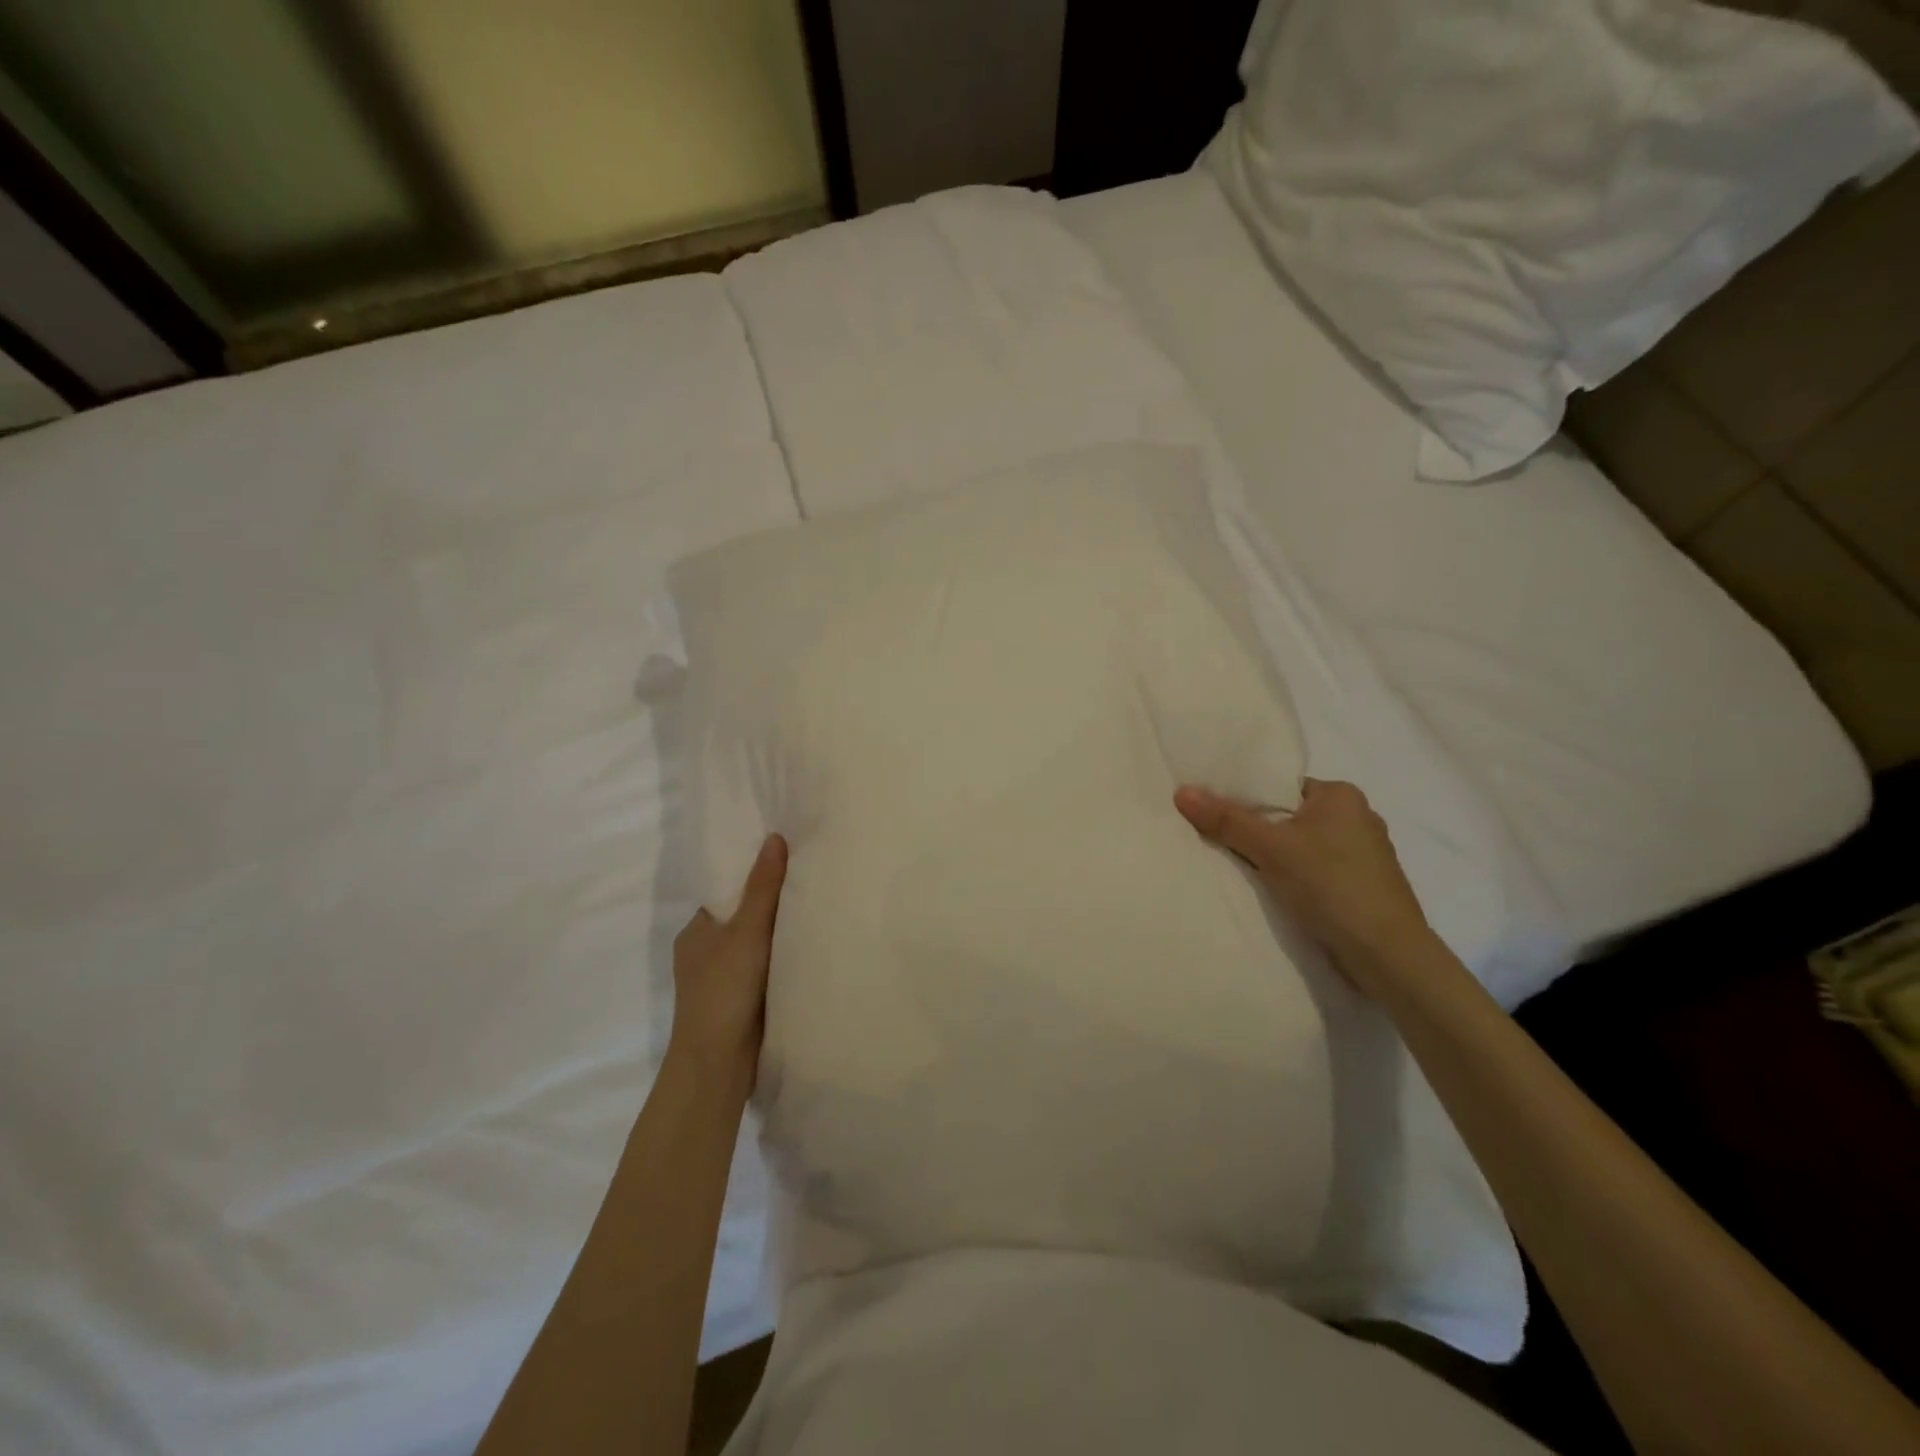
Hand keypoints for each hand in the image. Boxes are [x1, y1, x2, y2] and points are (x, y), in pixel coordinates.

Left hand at [668, 834, 787, 1089]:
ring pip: (755, 945)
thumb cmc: (724, 991)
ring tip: (818, 910)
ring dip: (778, 935)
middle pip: (743, 917)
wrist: (716, 1065)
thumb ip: (763, 888)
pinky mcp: (739, 1002)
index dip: (754, 875)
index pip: (727, 891)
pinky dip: (781, 960)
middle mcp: (704, 951)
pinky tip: (808, 951)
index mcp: (696, 930)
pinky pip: (764, 969)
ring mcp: (721, 979)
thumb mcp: (746, 932)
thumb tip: (775, 837)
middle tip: (811, 880)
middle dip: (772, 904)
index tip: (787, 859)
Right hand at [1174, 778, 1434, 993]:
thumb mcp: (1271, 848)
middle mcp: (1358, 818)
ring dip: (1276, 860)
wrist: (1388, 956)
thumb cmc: (1332, 886)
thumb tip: (1182, 792)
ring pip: (1302, 847)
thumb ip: (1227, 820)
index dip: (1247, 800)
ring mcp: (1365, 856)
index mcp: (1342, 795)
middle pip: (1289, 817)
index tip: (1216, 815)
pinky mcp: (1363, 888)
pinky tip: (1273, 894)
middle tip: (1219, 843)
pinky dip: (1294, 880)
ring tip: (1239, 870)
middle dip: (1258, 832)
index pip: (1282, 787)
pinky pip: (1316, 873)